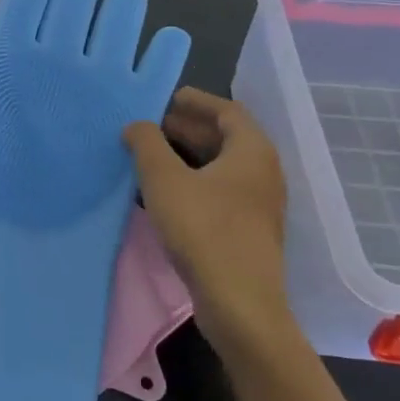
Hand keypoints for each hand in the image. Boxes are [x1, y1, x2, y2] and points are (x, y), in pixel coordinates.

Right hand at [123, 88, 297, 363]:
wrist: (239, 303)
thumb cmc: (203, 230)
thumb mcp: (164, 180)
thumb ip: (146, 144)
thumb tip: (137, 125)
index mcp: (252, 151)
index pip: (227, 110)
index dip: (195, 101)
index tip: (165, 98)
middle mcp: (262, 172)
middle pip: (225, 137)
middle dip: (186, 128)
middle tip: (148, 126)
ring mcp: (258, 204)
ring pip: (220, 167)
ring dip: (187, 156)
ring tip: (149, 155)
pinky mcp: (248, 230)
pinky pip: (219, 191)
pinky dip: (193, 181)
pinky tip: (163, 193)